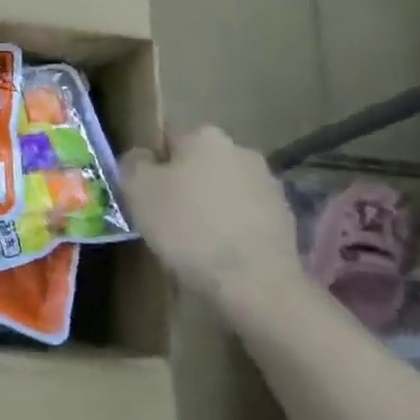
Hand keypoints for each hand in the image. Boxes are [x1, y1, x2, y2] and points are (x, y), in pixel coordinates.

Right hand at [119, 127, 301, 303]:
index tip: (144, 194)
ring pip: (224, 190)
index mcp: (204, 136)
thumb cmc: (188, 228)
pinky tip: (220, 253)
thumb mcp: (138, 190)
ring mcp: (268, 185)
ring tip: (194, 241)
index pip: (166, 140)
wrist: (255, 283)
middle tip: (165, 218)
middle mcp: (240, 150)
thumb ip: (133, 163)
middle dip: (184, 184)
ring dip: (210, 206)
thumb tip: (141, 157)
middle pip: (198, 163)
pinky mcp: (286, 218)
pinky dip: (232, 228)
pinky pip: (245, 216)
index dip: (151, 166)